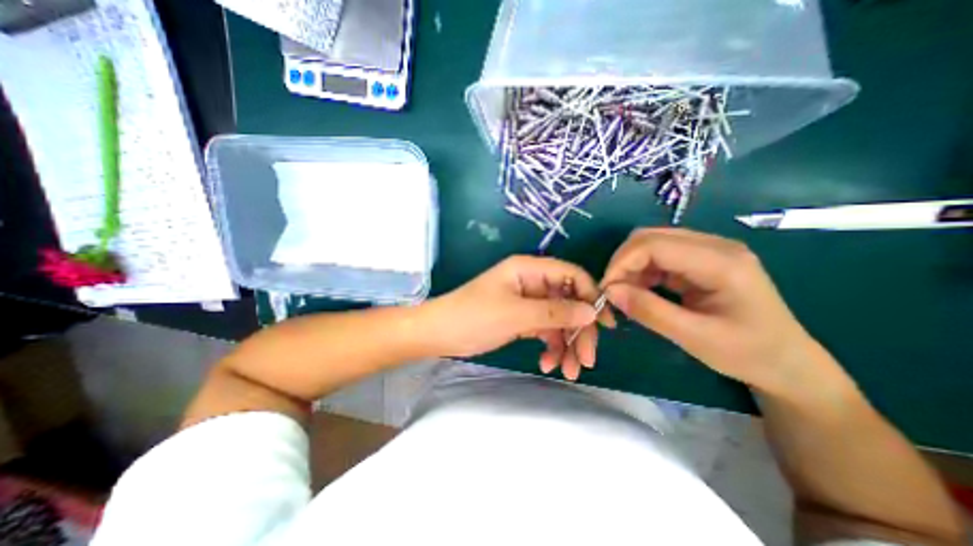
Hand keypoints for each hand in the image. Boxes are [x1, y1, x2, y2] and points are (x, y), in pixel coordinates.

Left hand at [427, 256, 614, 380]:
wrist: (440, 334)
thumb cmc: (474, 316)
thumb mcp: (516, 314)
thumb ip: (555, 312)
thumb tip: (592, 311)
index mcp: (529, 269)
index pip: (571, 275)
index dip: (591, 295)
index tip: (605, 324)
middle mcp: (531, 282)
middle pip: (568, 302)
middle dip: (579, 331)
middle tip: (586, 360)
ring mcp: (527, 302)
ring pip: (558, 320)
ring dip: (566, 344)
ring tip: (568, 371)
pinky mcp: (522, 319)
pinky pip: (545, 331)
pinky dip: (550, 347)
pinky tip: (547, 364)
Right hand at [607, 226, 822, 396]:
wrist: (787, 363)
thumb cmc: (748, 353)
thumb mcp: (695, 338)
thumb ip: (649, 311)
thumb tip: (609, 291)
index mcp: (721, 262)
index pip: (654, 244)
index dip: (622, 262)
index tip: (605, 289)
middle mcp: (714, 246)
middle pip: (650, 237)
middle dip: (623, 262)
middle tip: (612, 291)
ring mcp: (708, 251)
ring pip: (652, 244)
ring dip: (631, 266)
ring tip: (624, 294)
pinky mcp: (701, 260)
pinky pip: (660, 256)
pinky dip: (642, 271)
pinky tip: (640, 291)